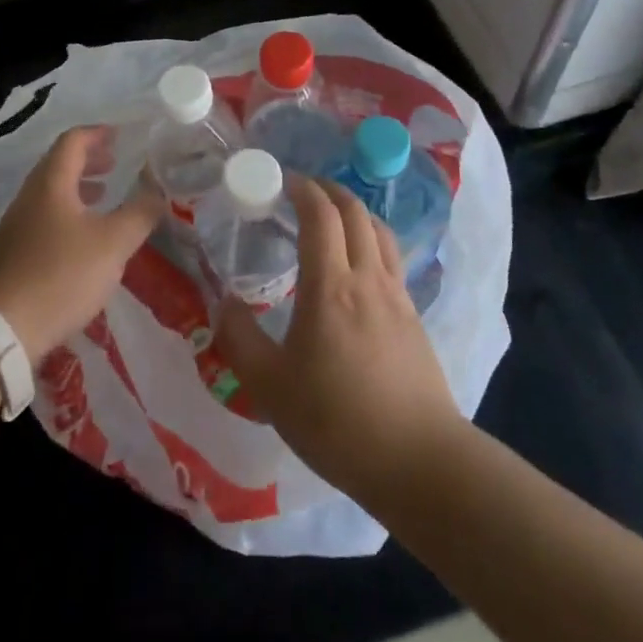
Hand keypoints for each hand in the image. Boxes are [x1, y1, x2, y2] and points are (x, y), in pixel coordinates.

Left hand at [0, 126, 161, 365]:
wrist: (2, 328)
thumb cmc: (61, 275)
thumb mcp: (112, 244)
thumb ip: (139, 214)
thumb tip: (158, 192)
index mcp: (50, 183)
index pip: (72, 141)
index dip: (97, 133)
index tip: (120, 135)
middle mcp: (29, 196)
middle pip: (58, 164)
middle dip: (89, 160)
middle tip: (116, 164)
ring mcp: (16, 225)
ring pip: (50, 192)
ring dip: (78, 187)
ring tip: (104, 197)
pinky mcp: (13, 252)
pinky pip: (44, 216)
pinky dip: (68, 212)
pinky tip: (84, 238)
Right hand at [215, 176, 459, 497]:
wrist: (419, 462)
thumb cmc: (337, 421)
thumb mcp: (270, 387)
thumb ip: (240, 339)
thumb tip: (223, 302)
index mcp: (330, 286)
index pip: (320, 215)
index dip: (303, 189)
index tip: (283, 180)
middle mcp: (367, 278)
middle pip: (354, 212)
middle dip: (329, 190)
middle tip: (304, 190)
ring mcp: (397, 296)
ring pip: (379, 231)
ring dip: (354, 211)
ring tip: (332, 218)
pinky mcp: (414, 317)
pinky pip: (391, 258)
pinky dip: (371, 240)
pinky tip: (359, 265)